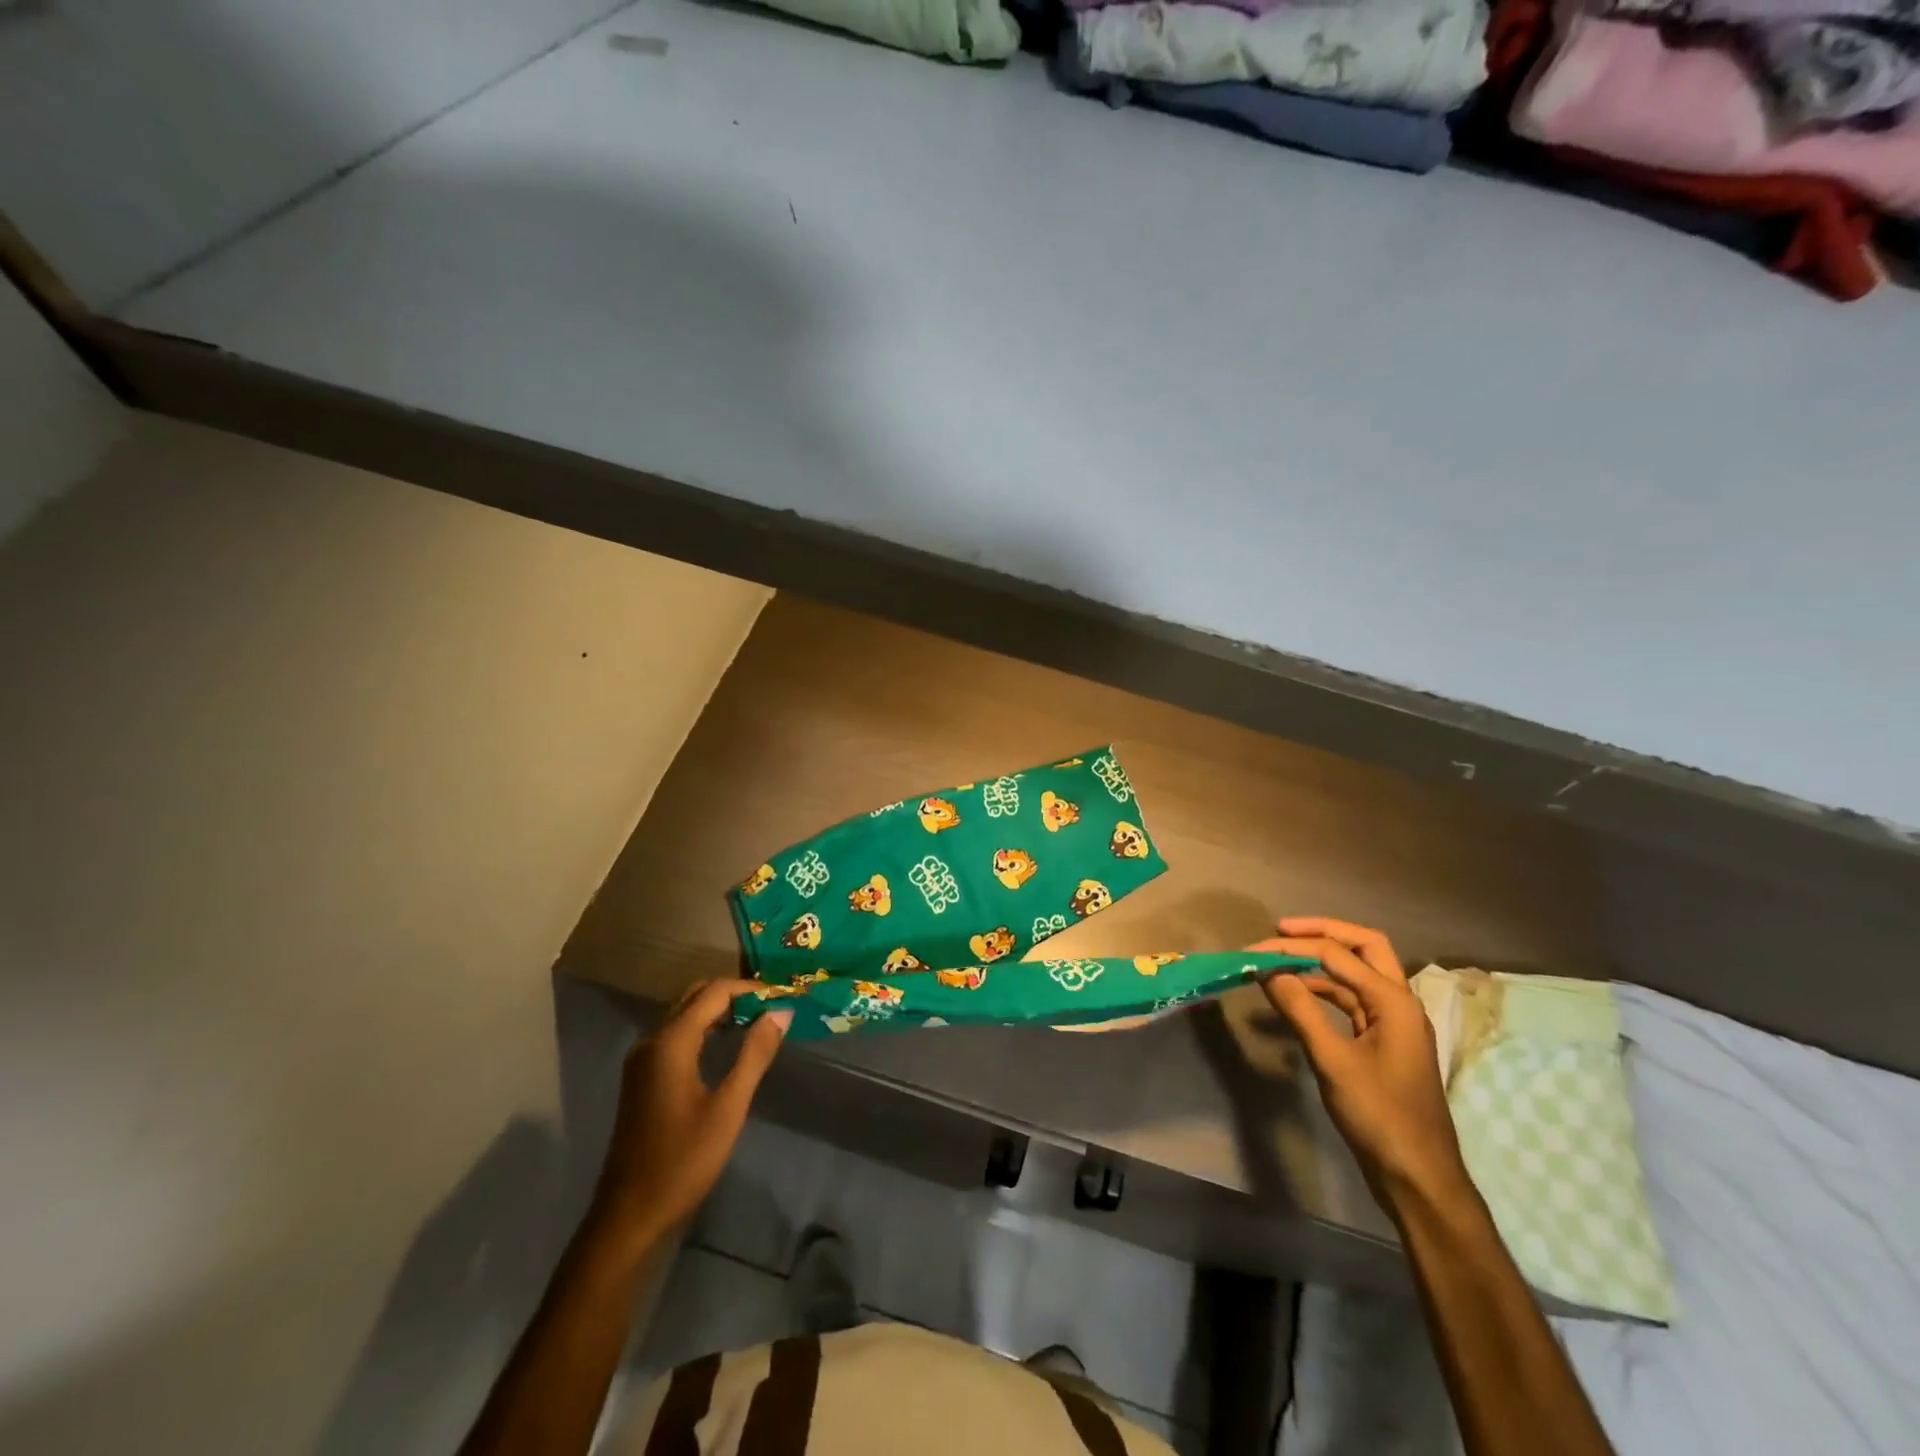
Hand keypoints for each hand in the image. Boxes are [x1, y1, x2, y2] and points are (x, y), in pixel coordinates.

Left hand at [592, 980, 790, 1244]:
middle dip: (734, 995)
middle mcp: (651, 1041)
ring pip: (684, 1015)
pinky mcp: (642, 1077)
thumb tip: (781, 1012)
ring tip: (758, 1020)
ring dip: (719, 1010)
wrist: (630, 1215)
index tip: (782, 996)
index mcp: (670, 1043)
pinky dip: (704, 1028)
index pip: (714, 993)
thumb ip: (755, 1054)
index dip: (750, 989)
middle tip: (771, 1005)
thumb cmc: (683, 1161)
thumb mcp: (728, 1107)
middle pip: (695, 997)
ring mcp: (642, 1060)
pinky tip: (728, 1044)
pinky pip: (676, 1035)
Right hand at [1250, 917, 1472, 1213]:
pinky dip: (1324, 989)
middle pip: (1364, 947)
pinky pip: (1352, 999)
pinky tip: (1297, 993)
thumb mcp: (1333, 1062)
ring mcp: (1393, 1022)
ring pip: (1357, 973)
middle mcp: (1399, 1002)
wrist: (1417, 1177)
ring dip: (1321, 961)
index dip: (1292, 949)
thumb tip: (1268, 971)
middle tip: (1281, 930)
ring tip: (1281, 959)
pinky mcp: (1382, 1040)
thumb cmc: (1379, 1116)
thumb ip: (1301, 1011)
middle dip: (1323, 932)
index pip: (1337, 955)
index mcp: (1394, 1001)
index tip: (1253, 951)